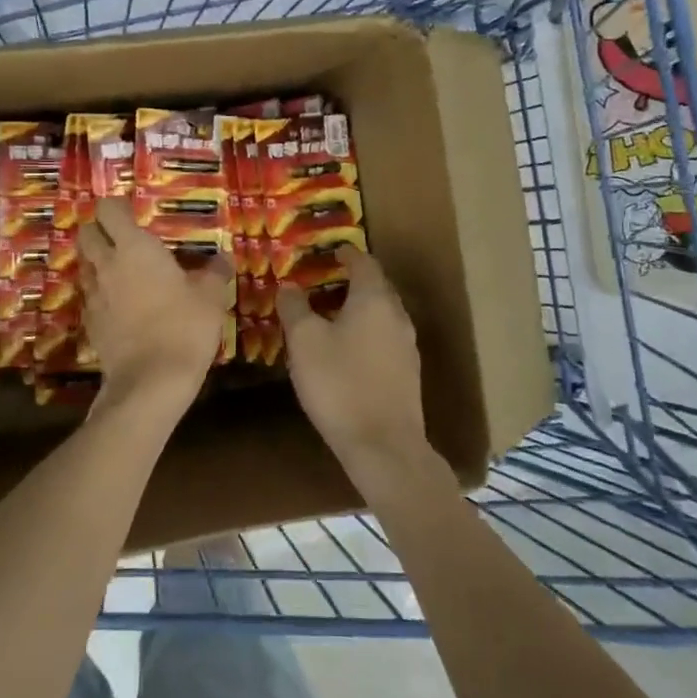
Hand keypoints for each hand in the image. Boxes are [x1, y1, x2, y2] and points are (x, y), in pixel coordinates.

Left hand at [77, 198, 232, 400]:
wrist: (151, 381)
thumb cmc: (184, 327)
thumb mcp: (211, 297)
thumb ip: (214, 272)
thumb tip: (222, 258)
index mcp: (134, 248)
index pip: (108, 210)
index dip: (116, 206)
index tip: (132, 210)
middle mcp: (107, 265)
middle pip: (86, 234)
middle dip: (98, 229)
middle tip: (121, 236)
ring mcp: (94, 295)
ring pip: (84, 265)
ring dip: (97, 261)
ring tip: (121, 269)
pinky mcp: (90, 323)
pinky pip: (90, 296)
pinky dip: (101, 293)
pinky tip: (120, 304)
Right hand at [277, 248, 427, 473]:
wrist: (383, 445)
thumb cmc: (339, 384)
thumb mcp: (305, 342)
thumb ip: (295, 308)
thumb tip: (289, 285)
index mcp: (374, 299)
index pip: (364, 262)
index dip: (346, 253)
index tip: (329, 252)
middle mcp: (397, 315)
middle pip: (377, 286)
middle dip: (352, 280)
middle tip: (323, 282)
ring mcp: (407, 346)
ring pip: (382, 314)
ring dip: (358, 308)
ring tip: (330, 315)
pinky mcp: (408, 373)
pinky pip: (385, 338)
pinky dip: (366, 332)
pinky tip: (346, 349)